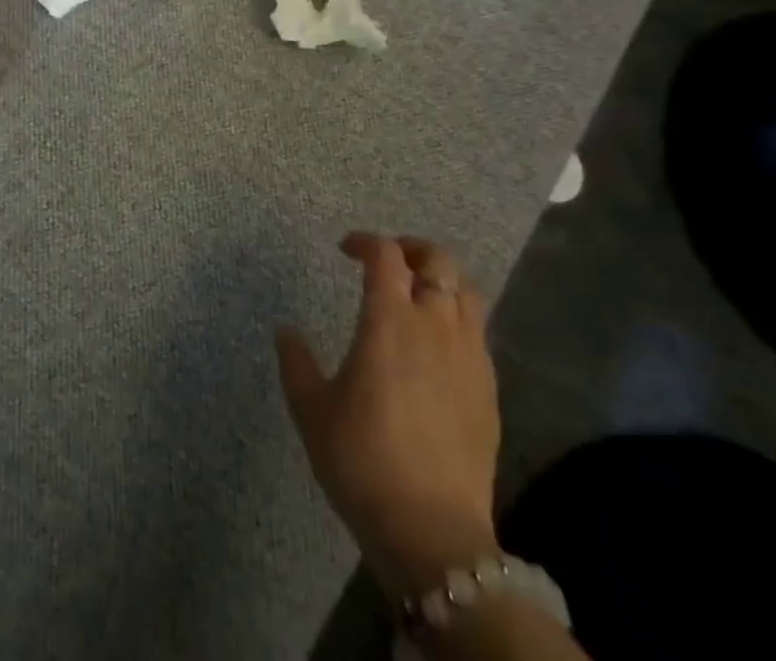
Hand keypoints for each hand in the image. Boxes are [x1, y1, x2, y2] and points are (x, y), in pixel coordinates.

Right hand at [277, 233, 499, 595]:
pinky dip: (458, 318)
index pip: (385, 255)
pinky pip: (478, 332)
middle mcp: (435, 326)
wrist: (432, 533)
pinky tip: (438, 344)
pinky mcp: (489, 390)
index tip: (346, 249)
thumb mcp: (311, 410)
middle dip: (412, 248)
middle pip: (437, 260)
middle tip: (388, 260)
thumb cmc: (362, 462)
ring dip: (441, 278)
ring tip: (418, 292)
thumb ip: (296, 362)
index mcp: (389, 321)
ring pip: (467, 292)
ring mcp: (469, 357)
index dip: (365, 241)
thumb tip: (286, 331)